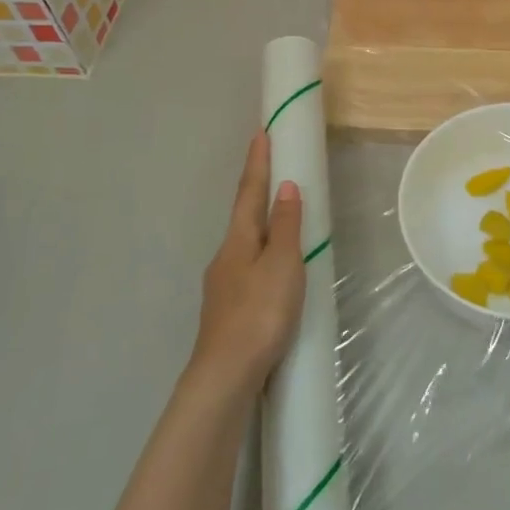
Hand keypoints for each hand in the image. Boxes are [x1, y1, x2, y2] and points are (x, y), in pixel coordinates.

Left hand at [189, 130, 305, 396]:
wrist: (226, 376)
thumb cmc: (259, 313)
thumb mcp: (282, 265)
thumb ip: (286, 227)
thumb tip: (285, 187)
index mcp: (238, 241)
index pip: (249, 192)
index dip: (257, 163)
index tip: (260, 134)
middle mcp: (225, 257)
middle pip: (244, 217)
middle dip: (257, 192)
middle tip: (273, 171)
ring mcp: (223, 286)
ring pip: (245, 245)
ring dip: (261, 227)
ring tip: (280, 220)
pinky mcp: (228, 311)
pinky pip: (249, 269)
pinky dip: (262, 256)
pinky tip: (272, 274)